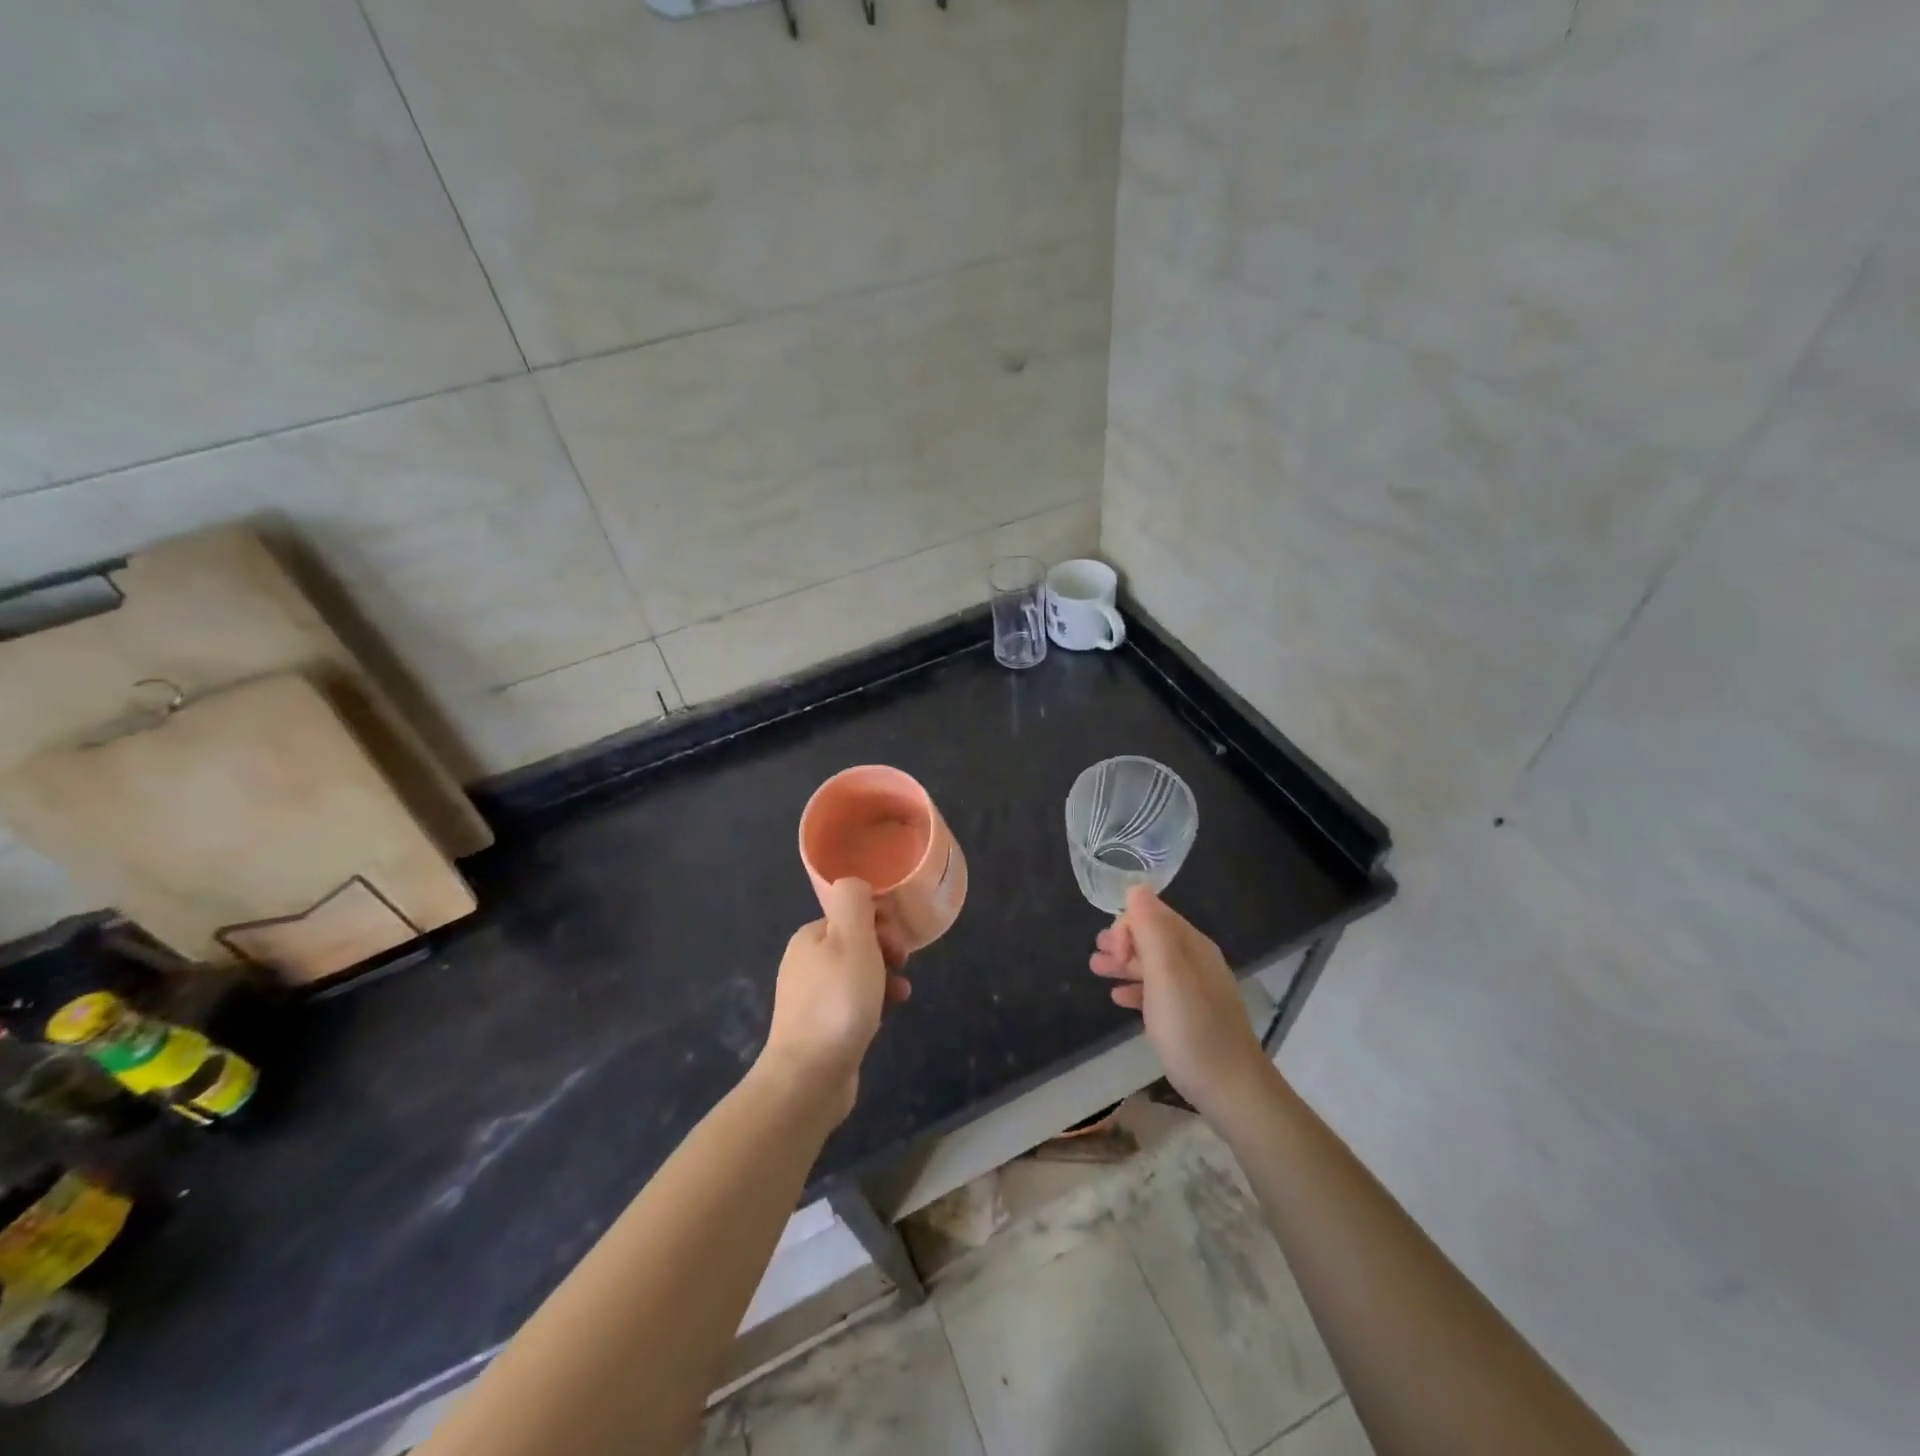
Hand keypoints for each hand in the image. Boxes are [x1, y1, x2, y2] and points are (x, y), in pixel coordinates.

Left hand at [760, 879, 910, 1121]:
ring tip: (902, 993)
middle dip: (885, 950)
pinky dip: (873, 1003)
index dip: (880, 921)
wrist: (809, 1077)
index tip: (899, 941)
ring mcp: (810, 998)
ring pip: (857, 974)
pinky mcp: (820, 1028)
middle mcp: (805, 963)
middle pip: (855, 942)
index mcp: (810, 937)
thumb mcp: (852, 939)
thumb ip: (854, 902)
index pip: (851, 914)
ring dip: (884, 978)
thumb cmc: (838, 1002)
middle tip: (901, 965)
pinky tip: (886, 1016)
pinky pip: (852, 1003)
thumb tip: (856, 884)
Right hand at [1090, 886, 1269, 1116]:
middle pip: (1153, 937)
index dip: (1127, 926)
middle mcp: (1196, 961)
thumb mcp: (1166, 974)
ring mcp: (1196, 989)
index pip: (1153, 914)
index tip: (1111, 953)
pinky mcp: (1192, 1016)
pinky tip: (1119, 999)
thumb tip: (1136, 888)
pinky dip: (1137, 988)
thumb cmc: (1192, 1029)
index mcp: (1192, 946)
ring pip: (1154, 964)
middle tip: (1096, 959)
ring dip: (1124, 963)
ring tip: (1097, 971)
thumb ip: (1151, 930)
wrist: (1231, 1090)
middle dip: (1122, 941)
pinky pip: (1159, 990)